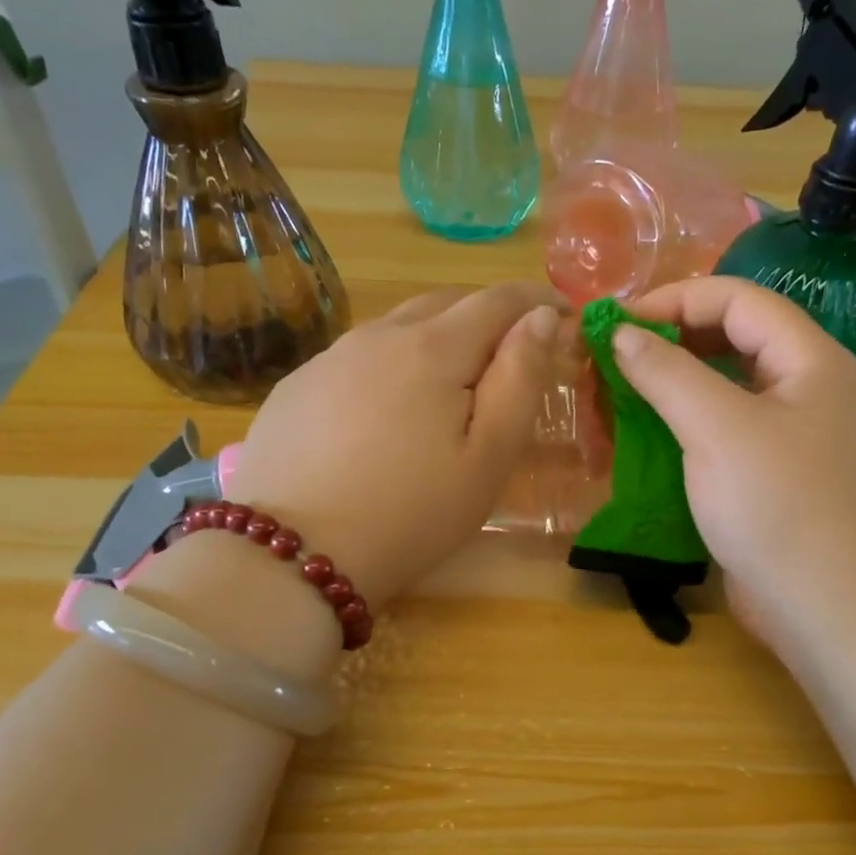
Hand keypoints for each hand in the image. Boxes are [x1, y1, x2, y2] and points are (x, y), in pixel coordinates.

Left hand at [226, 282, 568, 606]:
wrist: (292, 555)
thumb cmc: (411, 514)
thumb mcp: (487, 457)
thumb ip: (519, 379)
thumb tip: (540, 318)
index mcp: (432, 349)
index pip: (498, 299)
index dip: (537, 299)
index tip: (563, 315)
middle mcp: (377, 336)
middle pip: (445, 303)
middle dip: (488, 317)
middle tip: (511, 357)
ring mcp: (329, 358)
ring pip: (398, 327)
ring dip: (436, 339)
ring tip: (450, 385)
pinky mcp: (296, 386)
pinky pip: (357, 356)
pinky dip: (390, 364)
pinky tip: (386, 411)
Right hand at [613, 276, 855, 651]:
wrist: (836, 610)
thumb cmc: (781, 505)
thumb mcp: (717, 428)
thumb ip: (667, 373)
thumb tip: (622, 334)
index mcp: (809, 358)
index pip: (735, 299)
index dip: (672, 300)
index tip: (615, 324)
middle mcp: (807, 389)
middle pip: (730, 341)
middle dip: (667, 345)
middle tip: (610, 365)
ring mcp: (794, 438)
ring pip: (725, 392)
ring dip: (670, 391)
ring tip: (618, 404)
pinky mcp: (777, 481)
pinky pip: (725, 437)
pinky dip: (684, 433)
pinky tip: (646, 448)